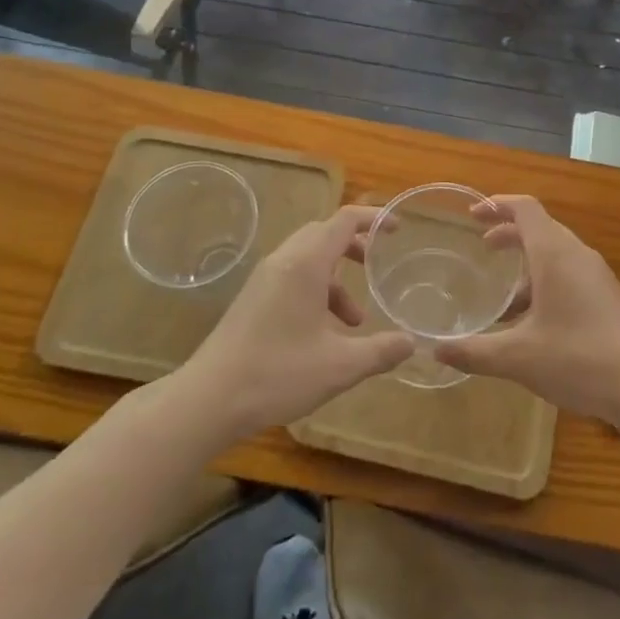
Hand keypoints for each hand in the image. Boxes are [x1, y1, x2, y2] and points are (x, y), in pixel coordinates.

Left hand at [176, 206, 412, 441]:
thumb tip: (411, 342)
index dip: (373, 219)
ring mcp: (263, 280)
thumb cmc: (277, 374)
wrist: (207, 399)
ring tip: (355, 320)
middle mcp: (283, 261)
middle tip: (377, 265)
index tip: (397, 229)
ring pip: (308, 259)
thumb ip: (380, 351)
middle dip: (354, 246)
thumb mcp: (340, 366)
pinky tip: (323, 334)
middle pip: (324, 234)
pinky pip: (292, 278)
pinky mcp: (252, 300)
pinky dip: (316, 292)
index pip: (344, 221)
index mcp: (305, 264)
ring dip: (336, 279)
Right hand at [436, 195, 619, 424]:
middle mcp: (577, 255)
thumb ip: (474, 352)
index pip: (525, 209)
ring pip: (556, 254)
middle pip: (540, 228)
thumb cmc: (579, 358)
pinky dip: (546, 282)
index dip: (497, 205)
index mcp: (555, 254)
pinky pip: (570, 274)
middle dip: (510, 233)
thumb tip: (435, 350)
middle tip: (483, 248)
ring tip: (504, 298)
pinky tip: (534, 323)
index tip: (472, 214)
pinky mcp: (608, 297)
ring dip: (528, 264)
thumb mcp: (518, 358)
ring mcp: (596, 276)